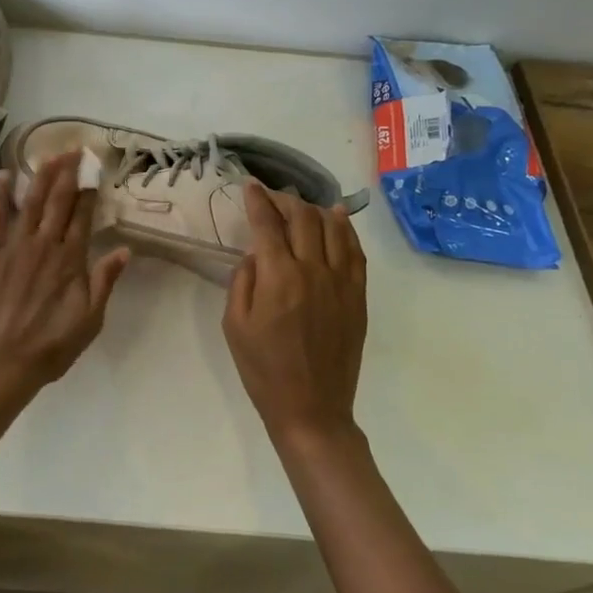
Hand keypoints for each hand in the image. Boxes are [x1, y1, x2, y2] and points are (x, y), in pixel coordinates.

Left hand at [0, 152, 130, 396]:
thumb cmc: (50, 347)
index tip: (94, 169)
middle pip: (59, 201)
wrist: (1, 363)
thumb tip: (125, 250)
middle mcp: (45, 245)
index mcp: (71, 260)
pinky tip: (4, 175)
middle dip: (68, 173)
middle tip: (74, 149)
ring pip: (31, 202)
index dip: (89, 191)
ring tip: (50, 154)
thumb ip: (105, 281)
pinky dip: (0, 195)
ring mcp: (14, 247)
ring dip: (41, 176)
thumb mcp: (90, 320)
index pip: (83, 216)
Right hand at [222, 180, 367, 444]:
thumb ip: (243, 281)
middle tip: (272, 196)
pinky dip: (346, 229)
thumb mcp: (234, 325)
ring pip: (333, 227)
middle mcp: (313, 270)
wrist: (311, 407)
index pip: (267, 224)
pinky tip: (337, 219)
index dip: (257, 200)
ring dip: (314, 209)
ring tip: (301, 205)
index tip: (250, 185)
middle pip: (303, 217)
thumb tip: (255, 254)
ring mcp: (341, 282)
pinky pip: (355, 251)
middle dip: (285, 199)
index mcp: (278, 278)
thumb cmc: (263, 369)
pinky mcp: (358, 296)